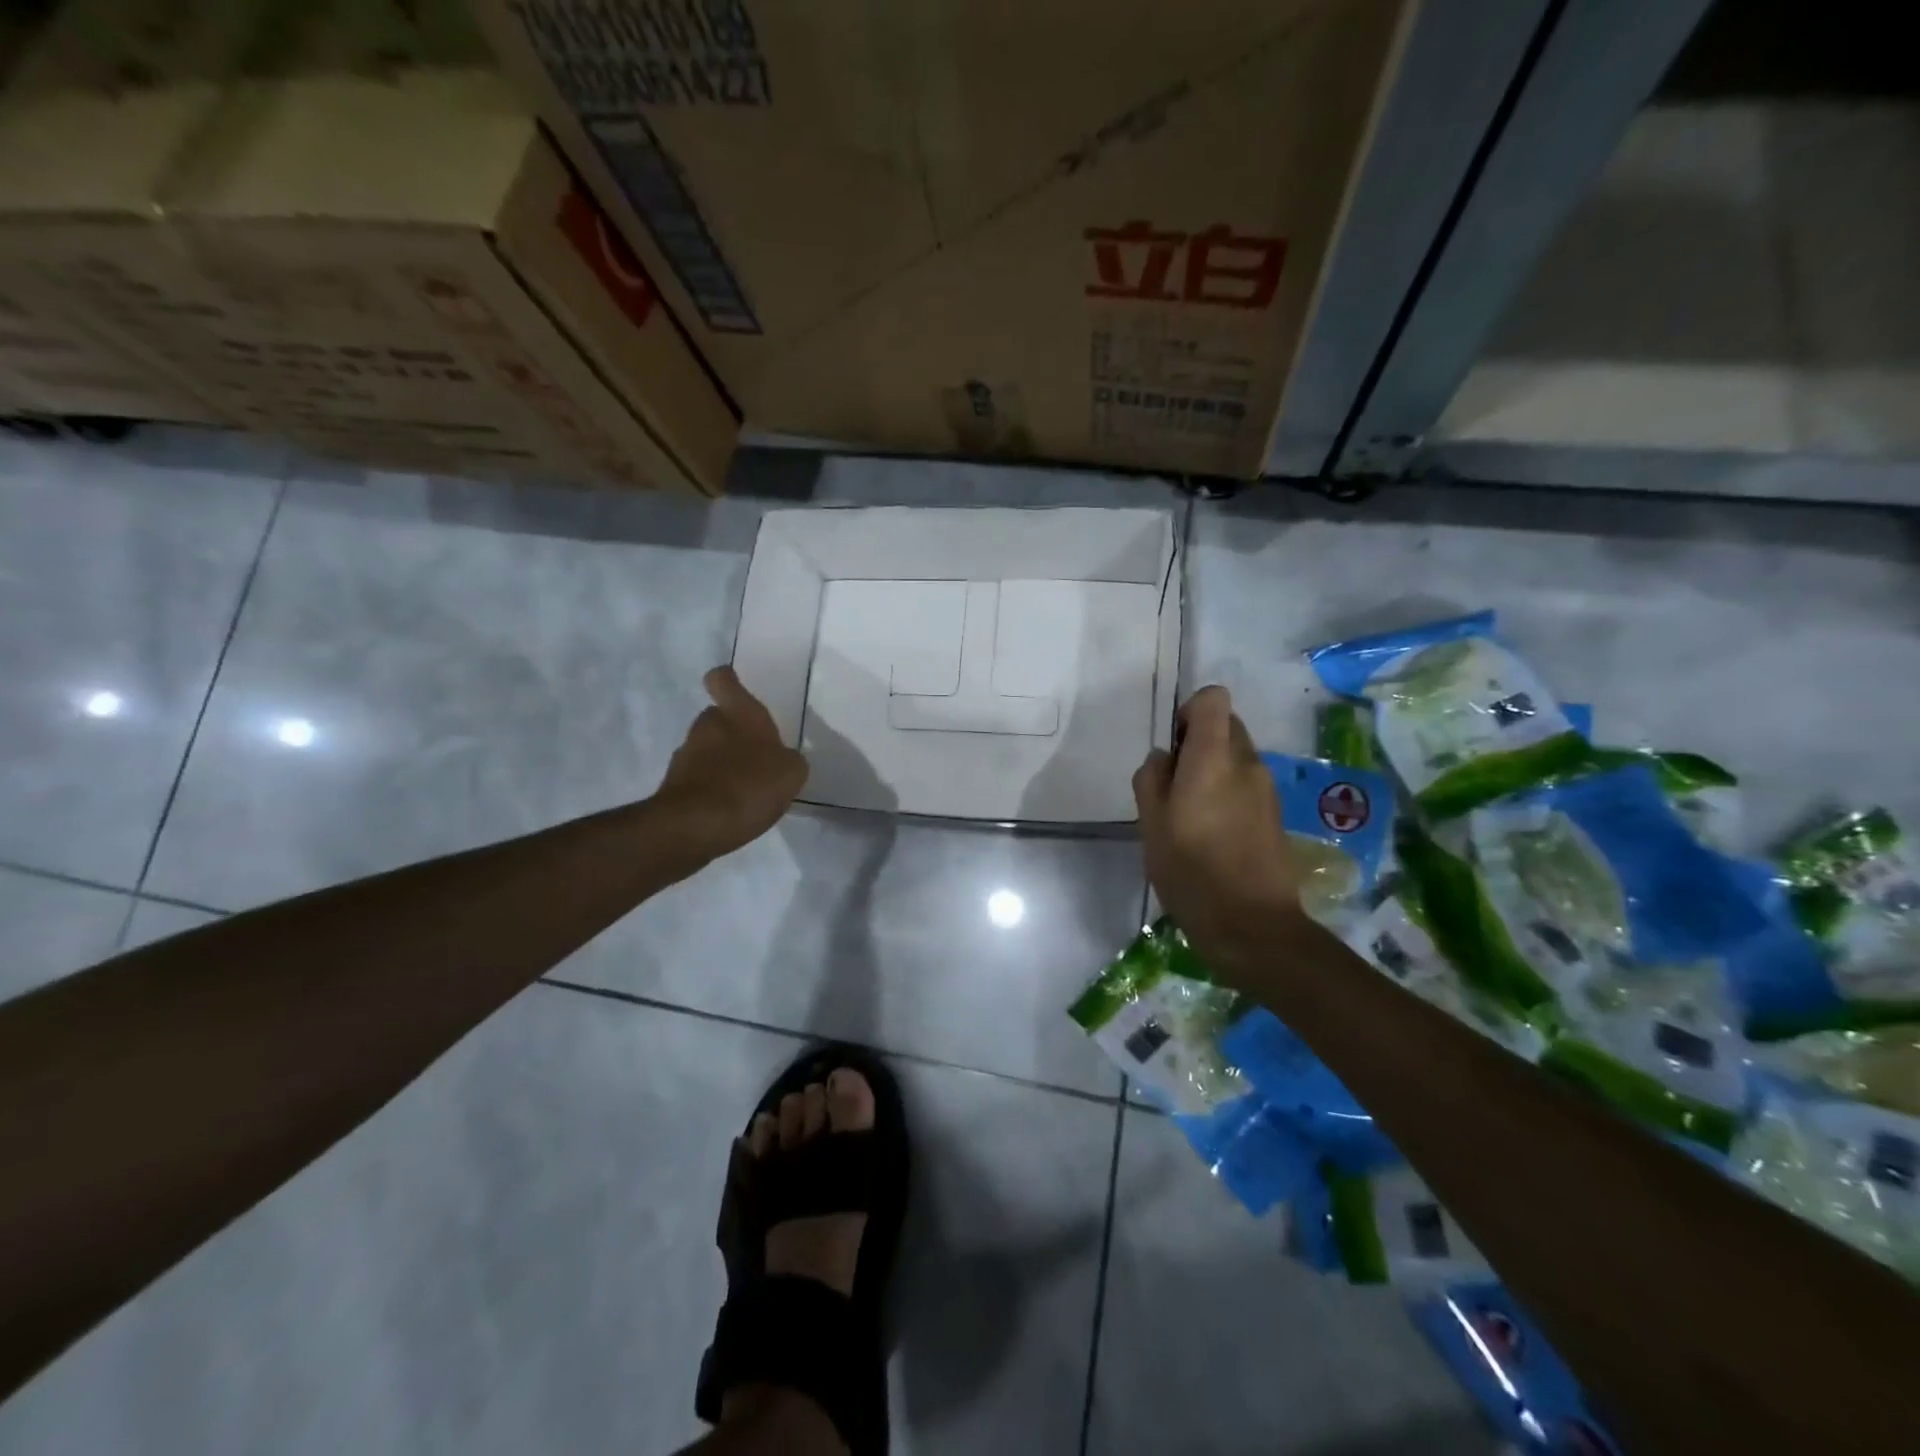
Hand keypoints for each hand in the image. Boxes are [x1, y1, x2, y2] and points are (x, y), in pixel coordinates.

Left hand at [655, 667, 808, 858]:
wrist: (695, 826)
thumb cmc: (749, 786)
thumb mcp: (791, 773)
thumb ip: (789, 761)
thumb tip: (783, 760)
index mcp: (739, 714)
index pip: (723, 680)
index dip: (728, 681)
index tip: (736, 688)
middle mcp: (708, 726)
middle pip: (717, 718)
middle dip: (732, 733)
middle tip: (755, 756)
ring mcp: (686, 755)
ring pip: (706, 749)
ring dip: (722, 762)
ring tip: (745, 790)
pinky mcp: (675, 785)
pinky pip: (699, 778)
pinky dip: (712, 788)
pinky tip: (729, 809)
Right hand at [1133, 686, 1303, 977]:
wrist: (1252, 926)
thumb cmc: (1191, 870)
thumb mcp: (1150, 824)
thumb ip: (1151, 779)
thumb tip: (1164, 758)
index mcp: (1214, 757)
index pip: (1213, 699)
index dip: (1188, 711)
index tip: (1172, 747)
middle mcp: (1247, 763)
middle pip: (1225, 726)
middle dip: (1197, 744)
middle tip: (1173, 786)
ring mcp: (1267, 789)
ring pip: (1235, 758)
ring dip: (1211, 771)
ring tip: (1189, 816)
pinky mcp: (1275, 815)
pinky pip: (1245, 785)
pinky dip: (1226, 794)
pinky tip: (1210, 835)